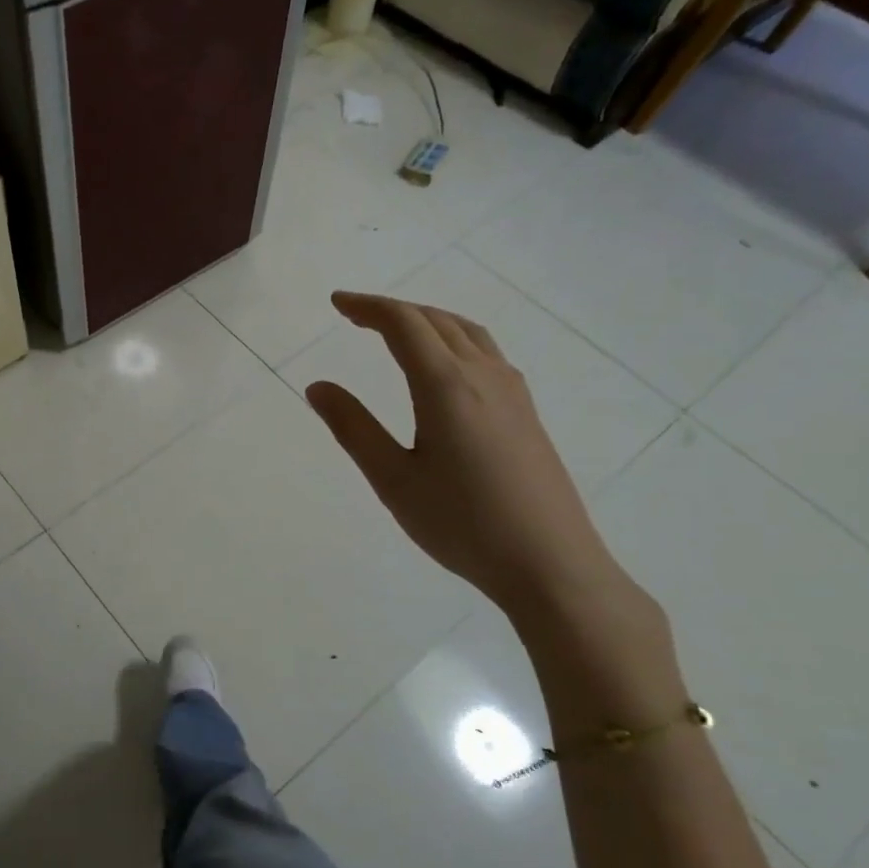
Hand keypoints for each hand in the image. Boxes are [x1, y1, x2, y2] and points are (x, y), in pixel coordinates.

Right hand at [304, 291, 628, 619]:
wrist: (550, 564)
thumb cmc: (462, 524)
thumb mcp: (394, 480)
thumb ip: (354, 428)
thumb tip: (318, 386)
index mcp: (447, 385)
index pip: (404, 324)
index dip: (368, 307)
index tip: (337, 303)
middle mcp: (483, 375)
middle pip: (436, 321)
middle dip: (393, 310)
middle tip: (355, 316)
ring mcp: (512, 392)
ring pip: (466, 332)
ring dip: (426, 321)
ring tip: (397, 331)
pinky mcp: (526, 412)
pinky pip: (486, 352)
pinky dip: (453, 339)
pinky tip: (445, 365)